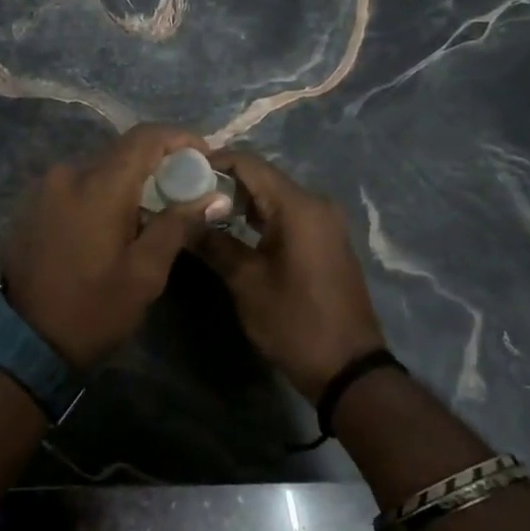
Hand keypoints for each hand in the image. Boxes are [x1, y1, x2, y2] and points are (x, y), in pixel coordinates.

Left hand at [0, 124, 231, 369]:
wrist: (23, 339)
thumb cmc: (93, 309)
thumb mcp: (145, 273)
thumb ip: (178, 225)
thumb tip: (214, 196)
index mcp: (99, 185)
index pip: (145, 137)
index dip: (180, 138)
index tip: (205, 155)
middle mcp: (69, 174)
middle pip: (123, 152)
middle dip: (159, 164)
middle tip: (187, 190)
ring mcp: (47, 188)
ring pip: (101, 169)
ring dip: (131, 182)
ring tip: (155, 211)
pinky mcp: (35, 204)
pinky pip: (80, 185)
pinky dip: (105, 193)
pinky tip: (118, 222)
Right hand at [193, 149, 387, 399]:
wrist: (349, 368)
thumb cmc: (295, 322)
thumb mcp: (246, 282)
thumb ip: (213, 243)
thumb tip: (181, 220)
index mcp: (298, 207)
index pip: (249, 164)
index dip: (213, 162)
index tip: (180, 170)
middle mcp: (315, 204)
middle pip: (261, 177)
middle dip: (222, 183)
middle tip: (184, 193)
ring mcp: (324, 222)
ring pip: (273, 197)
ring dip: (239, 201)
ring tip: (200, 211)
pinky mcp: (324, 241)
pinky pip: (286, 215)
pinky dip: (258, 217)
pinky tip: (231, 229)